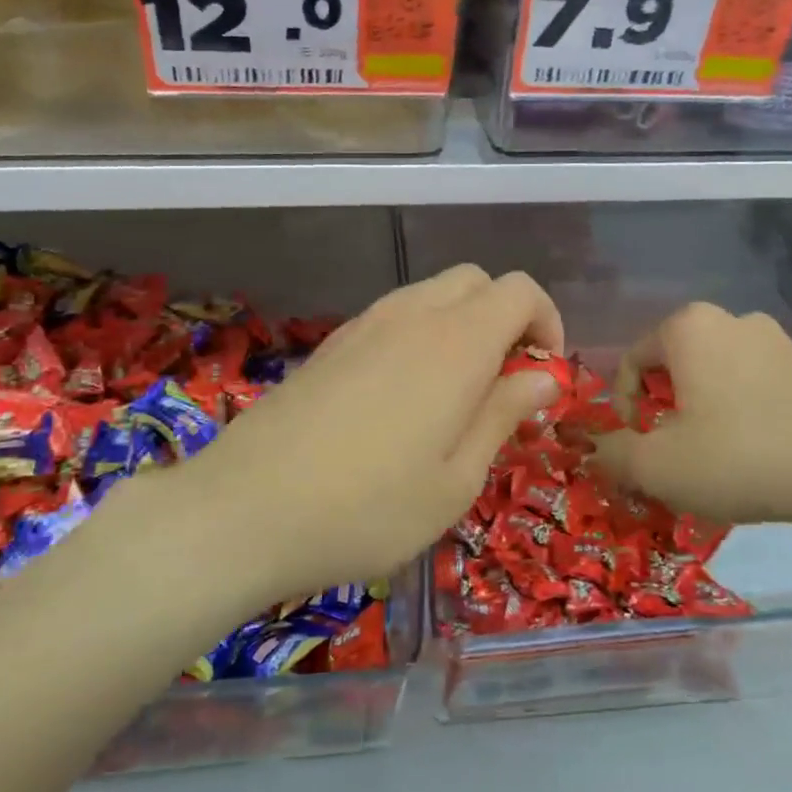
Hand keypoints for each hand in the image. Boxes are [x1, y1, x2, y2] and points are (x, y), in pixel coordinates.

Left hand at [155, 266, 565, 605]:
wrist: (245, 509)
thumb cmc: (368, 509)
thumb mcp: (456, 480)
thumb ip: (503, 415)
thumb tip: (541, 376)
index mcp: (456, 343)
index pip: (519, 290)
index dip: (546, 322)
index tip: (543, 375)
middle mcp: (412, 316)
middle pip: (475, 281)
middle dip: (505, 318)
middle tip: (504, 382)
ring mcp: (364, 325)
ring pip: (431, 295)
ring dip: (461, 326)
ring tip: (456, 395)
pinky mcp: (331, 344)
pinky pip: (392, 318)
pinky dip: (419, 336)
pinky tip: (402, 399)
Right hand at [592, 301, 791, 529]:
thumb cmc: (739, 456)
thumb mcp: (657, 466)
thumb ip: (611, 455)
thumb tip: (591, 451)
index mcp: (688, 328)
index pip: (631, 361)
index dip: (622, 407)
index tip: (637, 445)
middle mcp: (731, 319)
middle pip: (674, 365)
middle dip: (663, 408)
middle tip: (672, 451)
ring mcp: (777, 340)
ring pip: (714, 374)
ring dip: (701, 410)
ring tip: (713, 456)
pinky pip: (754, 384)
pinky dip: (740, 413)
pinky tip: (755, 453)